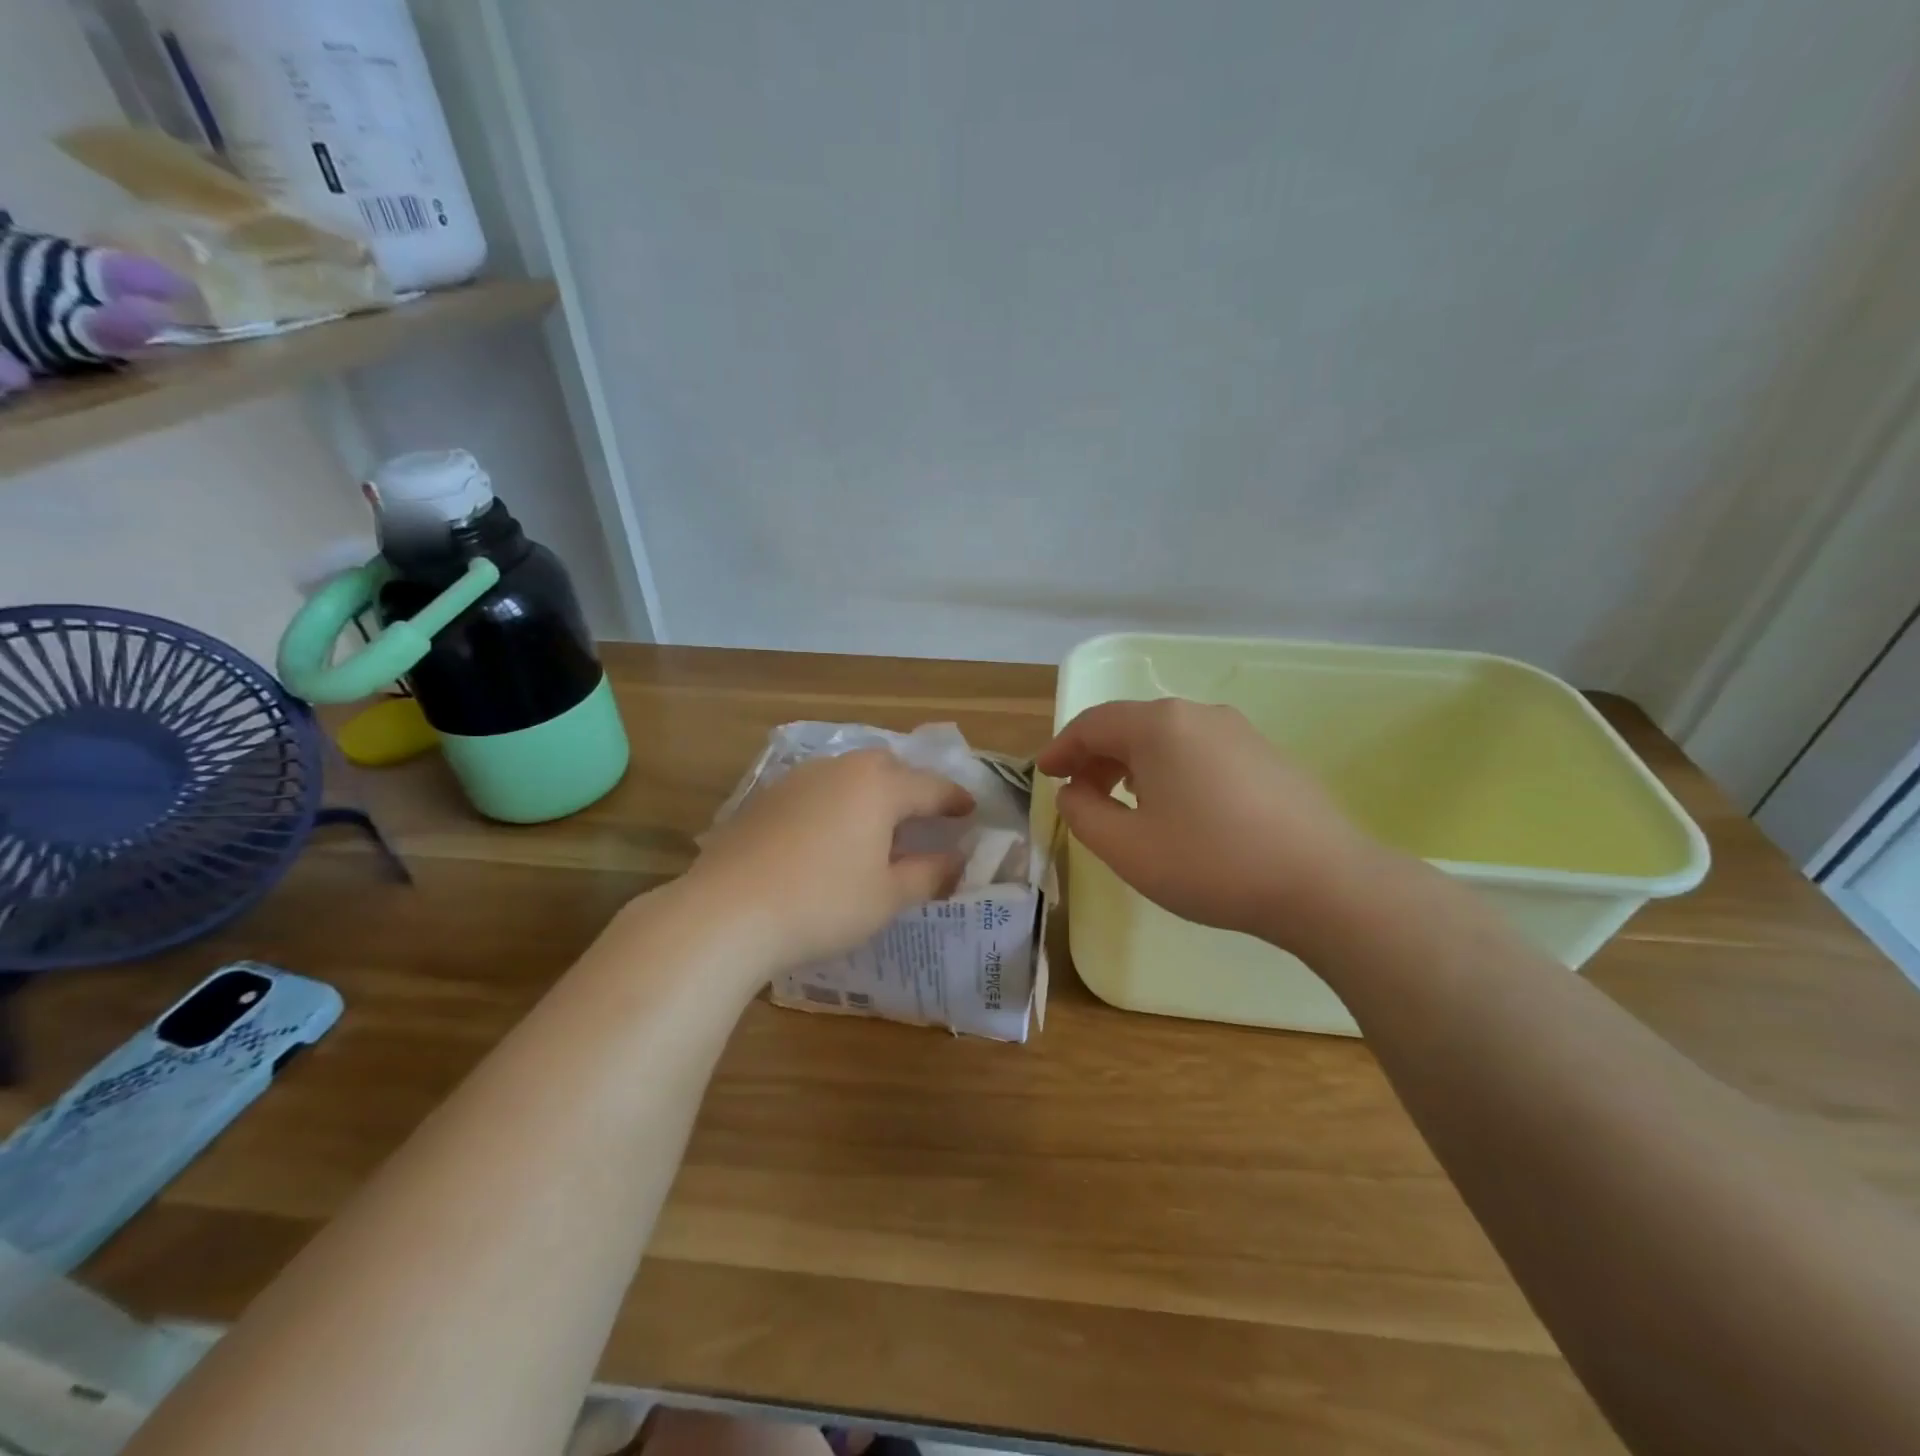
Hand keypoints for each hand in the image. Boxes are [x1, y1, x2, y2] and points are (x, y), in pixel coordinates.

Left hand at [688, 748, 974, 967]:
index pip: (931, 787)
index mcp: (878, 787)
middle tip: (923, 815)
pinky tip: (827, 835)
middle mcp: (840, 770)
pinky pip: (816, 789)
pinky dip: (835, 803)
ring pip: (848, 773)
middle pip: (887, 767)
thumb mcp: (886, 897)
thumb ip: (929, 874)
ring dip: (870, 792)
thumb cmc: (822, 903)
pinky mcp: (766, 797)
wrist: (726, 911)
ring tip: (876, 825)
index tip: (971, 810)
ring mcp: (798, 779)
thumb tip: (957, 862)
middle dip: (910, 786)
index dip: (955, 800)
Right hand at [1037, 699, 1374, 949]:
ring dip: (1132, 764)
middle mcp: (1198, 714)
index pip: (1092, 724)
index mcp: (1159, 725)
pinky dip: (1170, 770)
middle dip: (1096, 757)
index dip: (1061, 748)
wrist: (1324, 884)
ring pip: (1167, 738)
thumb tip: (1074, 791)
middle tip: (1078, 794)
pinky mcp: (1266, 755)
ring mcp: (1239, 731)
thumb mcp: (1127, 848)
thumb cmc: (1211, 863)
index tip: (1044, 774)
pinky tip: (1175, 805)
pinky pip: (1200, 751)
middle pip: (1130, 725)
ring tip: (1122, 801)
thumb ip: (1083, 814)